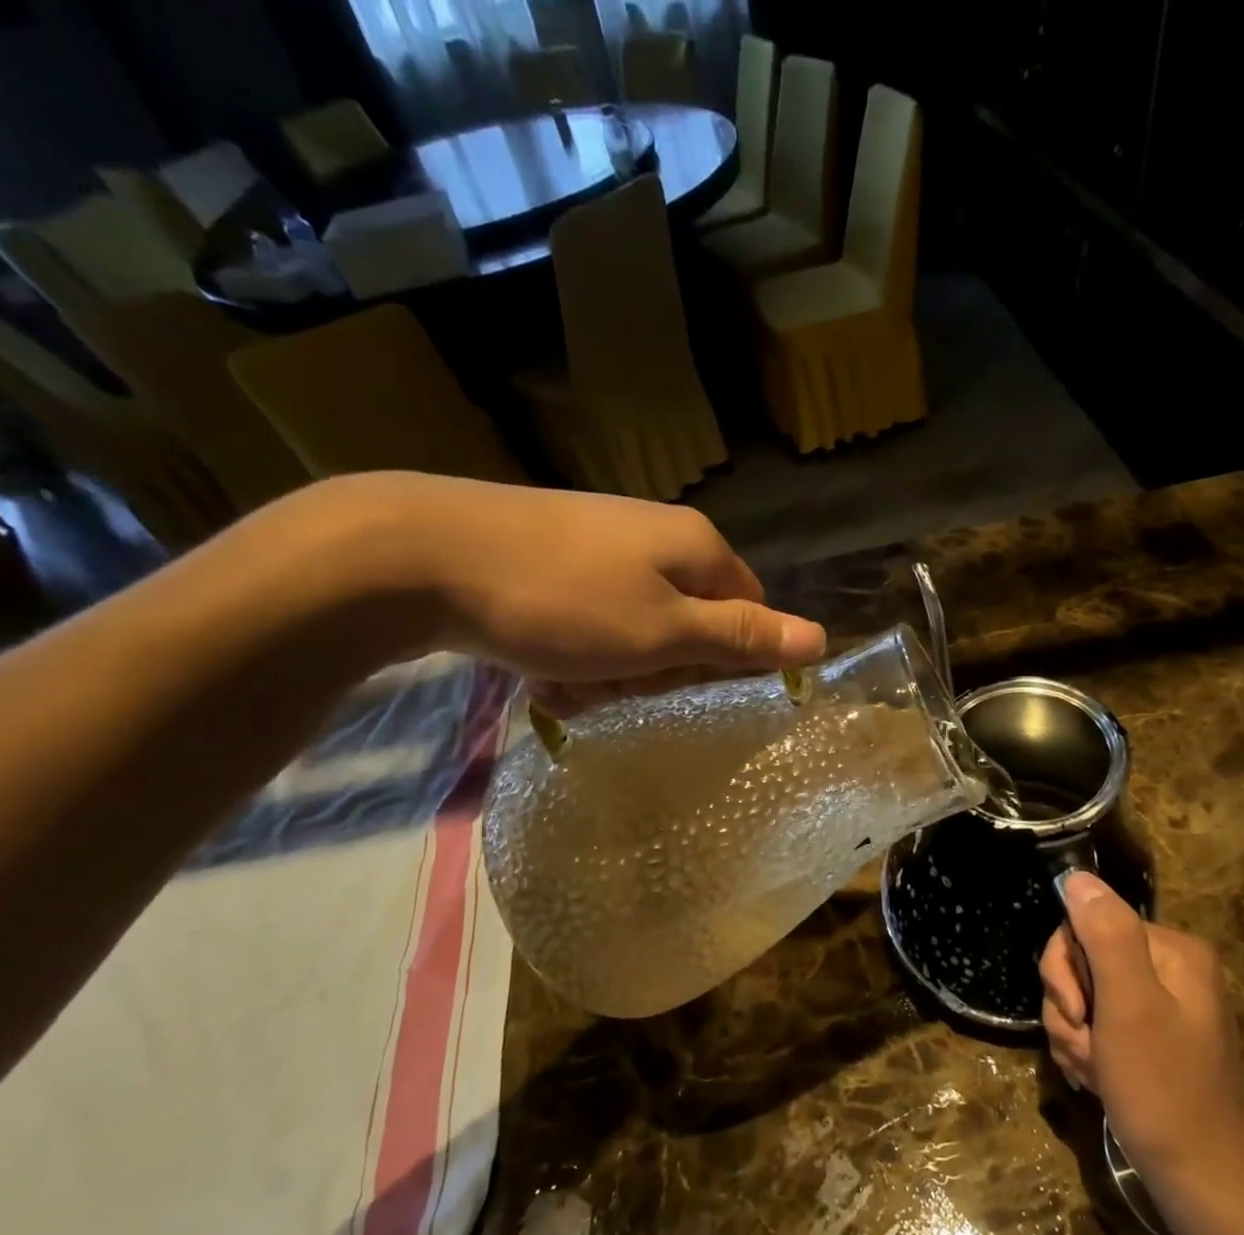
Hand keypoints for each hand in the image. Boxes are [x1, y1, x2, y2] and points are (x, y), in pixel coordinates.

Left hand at [325, 472, 826, 713]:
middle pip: (690, 623)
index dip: (727, 659)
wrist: (422, 555)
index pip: (748, 609)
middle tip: (619, 685)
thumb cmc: (563, 603)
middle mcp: (654, 537)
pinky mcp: (552, 558)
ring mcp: (600, 545)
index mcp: (695, 548)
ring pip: (635, 630)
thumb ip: (742, 638)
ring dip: (611, 671)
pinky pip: (588, 621)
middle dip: (659, 669)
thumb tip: (821, 638)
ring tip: (568, 681)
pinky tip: (540, 667)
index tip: (687, 688)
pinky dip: (573, 653)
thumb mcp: (665, 633)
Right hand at [1041, 873, 1243, 1194]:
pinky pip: (1095, 1023)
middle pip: (1082, 960)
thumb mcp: (1129, 1007)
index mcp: (1173, 951)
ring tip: (1095, 1071)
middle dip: (1070, 1007)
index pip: (1087, 925)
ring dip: (1074, 1035)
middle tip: (1086, 1047)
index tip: (1079, 1014)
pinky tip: (1098, 1079)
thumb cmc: (1163, 1090)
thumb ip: (1105, 936)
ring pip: (1081, 995)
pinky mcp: (1147, 1036)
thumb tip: (1077, 876)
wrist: (1198, 1180)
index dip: (1067, 970)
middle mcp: (1169, 969)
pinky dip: (1086, 1051)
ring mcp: (1158, 1004)